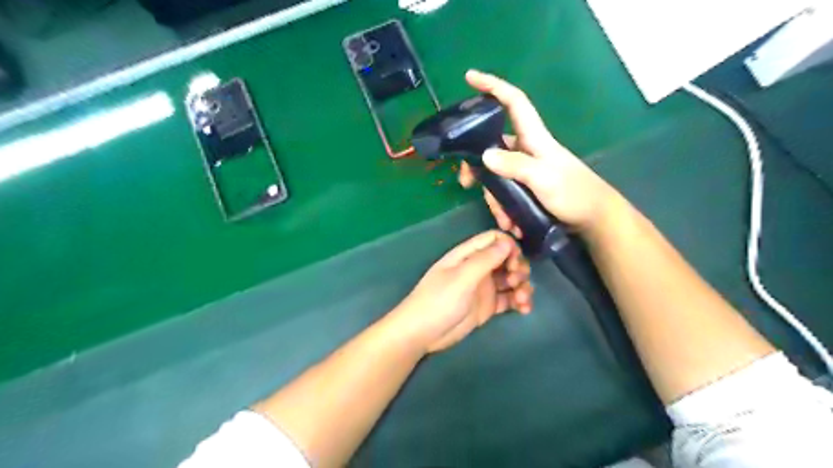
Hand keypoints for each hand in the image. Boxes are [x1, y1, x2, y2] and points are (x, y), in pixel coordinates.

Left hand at [392, 229, 532, 354]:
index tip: (514, 262)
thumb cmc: (439, 300)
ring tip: (523, 300)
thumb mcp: (462, 277)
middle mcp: (477, 268)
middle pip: (506, 259)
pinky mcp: (488, 306)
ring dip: (522, 286)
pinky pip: (509, 299)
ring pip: (510, 279)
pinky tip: (525, 309)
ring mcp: (483, 287)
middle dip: (518, 267)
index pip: (494, 240)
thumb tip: (508, 241)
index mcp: (467, 255)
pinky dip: (519, 301)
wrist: (422, 333)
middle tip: (517, 281)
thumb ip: (485, 259)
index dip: (509, 247)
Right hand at [462, 70, 616, 235]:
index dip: (493, 86)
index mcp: (533, 138)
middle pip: (492, 147)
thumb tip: (484, 156)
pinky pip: (505, 193)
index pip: (513, 102)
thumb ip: (516, 165)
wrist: (594, 220)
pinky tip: (510, 224)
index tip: (470, 78)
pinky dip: (503, 209)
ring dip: (494, 200)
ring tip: (504, 220)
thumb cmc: (575, 193)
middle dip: (477, 167)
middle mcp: (526, 150)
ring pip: (496, 175)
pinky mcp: (526, 188)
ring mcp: (525, 171)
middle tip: (465, 183)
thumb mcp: (544, 178)